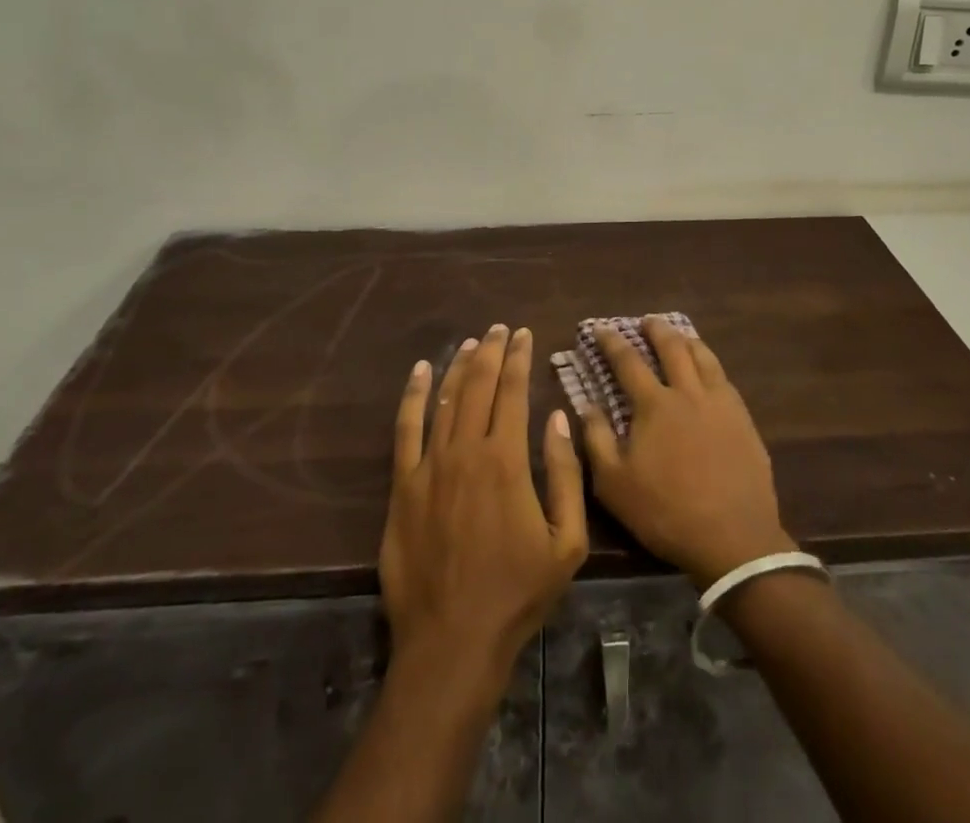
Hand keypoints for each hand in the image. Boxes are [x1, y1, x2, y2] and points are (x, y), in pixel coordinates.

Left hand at [379, 325, 587, 686]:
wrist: (452, 641)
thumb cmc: (517, 593)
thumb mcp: (567, 542)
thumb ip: (564, 475)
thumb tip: (556, 418)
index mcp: (506, 461)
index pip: (512, 392)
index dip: (518, 358)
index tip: (523, 334)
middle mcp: (466, 451)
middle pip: (477, 386)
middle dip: (490, 352)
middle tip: (499, 329)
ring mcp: (429, 466)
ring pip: (445, 400)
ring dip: (458, 366)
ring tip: (470, 343)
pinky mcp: (403, 486)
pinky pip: (406, 430)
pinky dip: (414, 396)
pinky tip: (421, 373)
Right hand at [577, 316, 792, 588]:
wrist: (733, 538)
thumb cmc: (666, 512)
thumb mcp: (614, 484)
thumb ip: (596, 439)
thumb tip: (586, 404)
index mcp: (655, 405)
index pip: (628, 361)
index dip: (611, 341)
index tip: (599, 328)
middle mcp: (688, 393)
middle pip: (672, 348)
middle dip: (656, 330)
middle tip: (646, 321)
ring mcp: (720, 403)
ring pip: (703, 357)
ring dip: (687, 340)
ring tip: (679, 334)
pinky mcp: (743, 419)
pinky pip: (724, 378)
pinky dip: (710, 363)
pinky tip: (709, 370)